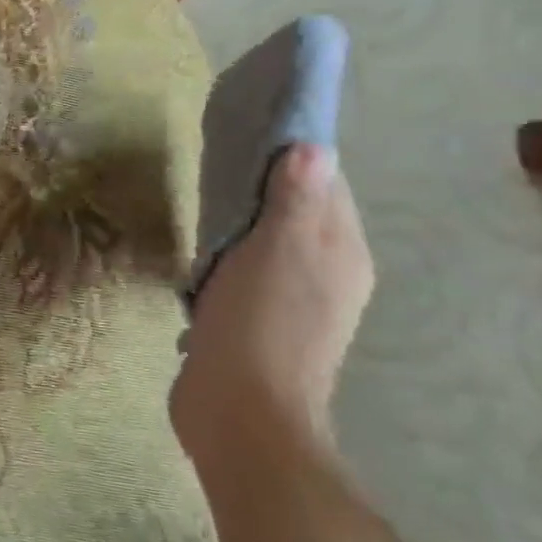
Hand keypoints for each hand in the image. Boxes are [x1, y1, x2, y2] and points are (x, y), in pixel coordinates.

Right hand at [171, 144, 374, 470]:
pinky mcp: (256, 325)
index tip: (249, 131)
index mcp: (341, 254)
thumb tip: (313, 147)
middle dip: (263, 187)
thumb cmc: (261, 323)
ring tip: (203, 204)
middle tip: (215, 164)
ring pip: (268, 245)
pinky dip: (225, 258)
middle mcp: (327, 276)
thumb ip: (294, 200)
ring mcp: (292, 304)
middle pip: (298, 214)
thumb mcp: (275, 251)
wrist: (239, 411)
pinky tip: (200, 260)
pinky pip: (243, 274)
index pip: (326, 186)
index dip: (292, 156)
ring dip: (241, 225)